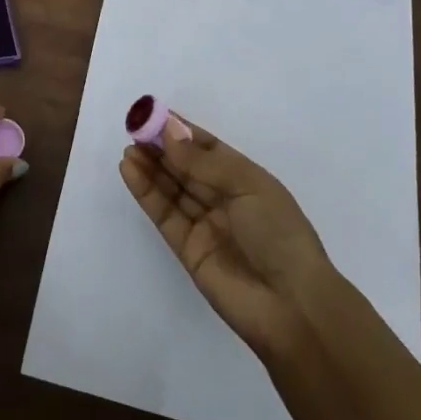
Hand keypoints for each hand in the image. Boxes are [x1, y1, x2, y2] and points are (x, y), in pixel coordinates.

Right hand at [120, 113, 333, 357]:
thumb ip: (203, 162)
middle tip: (134, 128)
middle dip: (161, 147)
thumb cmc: (279, 234)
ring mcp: (205, 225)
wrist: (292, 305)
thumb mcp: (247, 186)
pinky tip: (130, 170)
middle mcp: (224, 199)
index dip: (182, 132)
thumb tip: (168, 133)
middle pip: (186, 167)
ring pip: (172, 188)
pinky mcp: (187, 249)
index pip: (209, 148)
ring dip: (150, 167)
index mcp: (246, 180)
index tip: (154, 114)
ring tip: (128, 147)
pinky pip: (164, 214)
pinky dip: (146, 192)